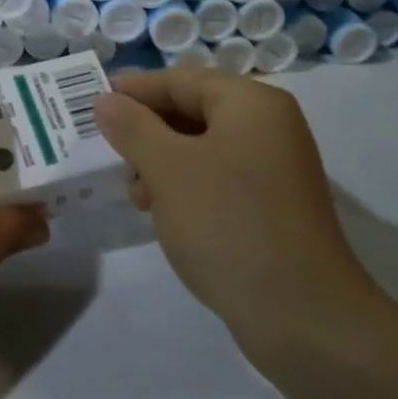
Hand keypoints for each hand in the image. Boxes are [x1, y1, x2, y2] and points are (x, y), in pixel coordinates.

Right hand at [93, 70, 382, 359]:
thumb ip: (132, 127)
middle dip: (146, 130)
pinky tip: (162, 213)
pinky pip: (218, 178)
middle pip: (193, 110)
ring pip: (202, 147)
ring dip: (161, 162)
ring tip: (135, 194)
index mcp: (251, 103)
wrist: (305, 319)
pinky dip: (186, 186)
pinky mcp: (273, 206)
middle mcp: (269, 126)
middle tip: (109, 153)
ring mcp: (275, 168)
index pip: (180, 79)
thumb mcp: (168, 169)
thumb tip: (107, 101)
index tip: (92, 104)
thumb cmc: (228, 224)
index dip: (134, 90)